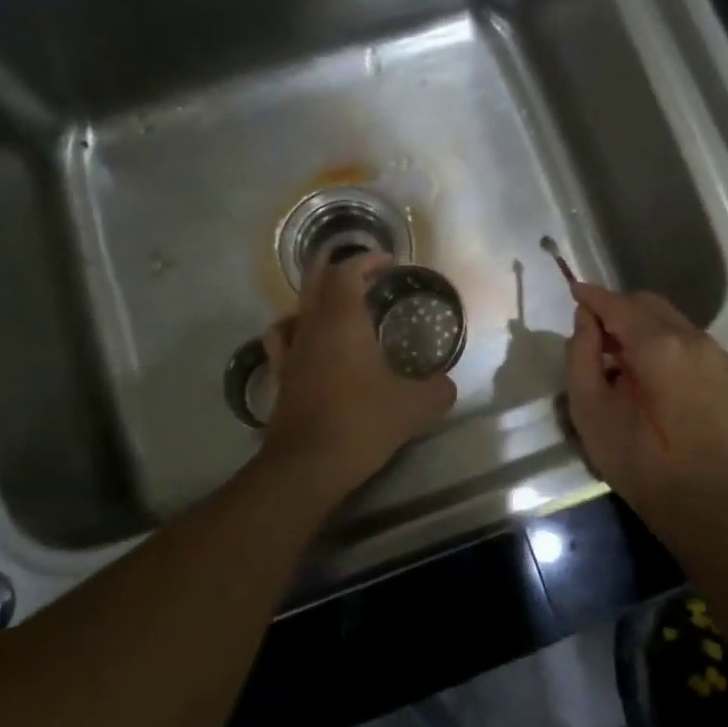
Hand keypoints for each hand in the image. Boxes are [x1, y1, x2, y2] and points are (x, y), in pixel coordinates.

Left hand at [259, 253, 456, 496]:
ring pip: (297, 308)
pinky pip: (282, 341)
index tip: (388, 262)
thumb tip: (448, 386)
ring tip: (335, 303)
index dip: (367, 261)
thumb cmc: (360, 423)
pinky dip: (293, 330)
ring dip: (315, 297)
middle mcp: (312, 328)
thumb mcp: (412, 408)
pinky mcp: (280, 378)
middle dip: (334, 266)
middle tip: (359, 267)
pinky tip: (304, 341)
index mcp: (342, 322)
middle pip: (315, 281)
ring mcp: (291, 352)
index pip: (348, 273)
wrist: (306, 466)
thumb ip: (436, 391)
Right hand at [564, 284, 727, 521]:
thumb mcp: (589, 408)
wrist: (701, 502)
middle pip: (648, 304)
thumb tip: (586, 320)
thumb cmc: (636, 458)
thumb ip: (581, 354)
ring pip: (672, 322)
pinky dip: (667, 346)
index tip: (573, 289)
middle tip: (596, 335)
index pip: (617, 304)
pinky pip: (691, 344)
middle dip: (618, 310)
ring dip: (644, 328)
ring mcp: (717, 356)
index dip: (591, 296)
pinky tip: (655, 378)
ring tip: (624, 361)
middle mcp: (693, 338)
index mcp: (657, 343)